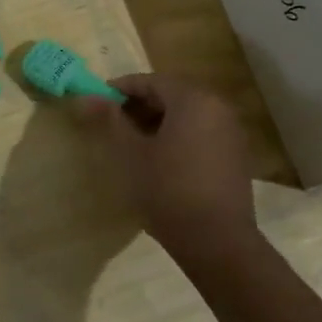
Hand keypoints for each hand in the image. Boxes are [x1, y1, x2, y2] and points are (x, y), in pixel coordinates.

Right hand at [71, 74, 255, 253]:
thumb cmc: (167, 190)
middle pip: (173, 95)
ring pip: (188, 115)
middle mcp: (217, 107)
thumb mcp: (131, 154)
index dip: (122, 88)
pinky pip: (201, 133)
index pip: (152, 81)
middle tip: (112, 122)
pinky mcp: (235, 156)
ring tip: (132, 142)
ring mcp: (231, 132)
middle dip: (140, 105)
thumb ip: (110, 121)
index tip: (98, 101)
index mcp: (193, 100)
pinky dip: (178, 136)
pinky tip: (160, 159)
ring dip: (159, 121)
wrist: (216, 240)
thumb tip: (86, 96)